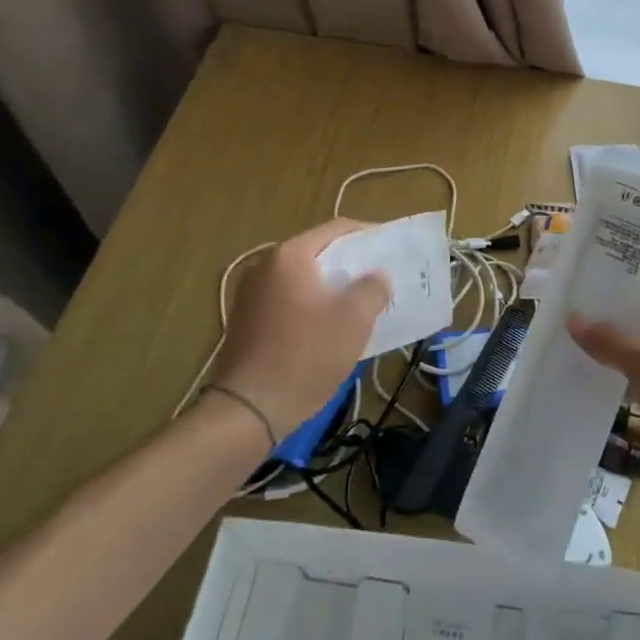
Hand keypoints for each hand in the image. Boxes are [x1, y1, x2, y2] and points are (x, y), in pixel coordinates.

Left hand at [212, 220, 389, 438]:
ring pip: (304, 278)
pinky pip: (289, 299)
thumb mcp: (353, 320)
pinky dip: (313, 304)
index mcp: (290, 255)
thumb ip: (372, 288)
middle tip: (381, 276)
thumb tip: (377, 276)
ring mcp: (251, 293)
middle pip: (319, 252)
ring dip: (332, 286)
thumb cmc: (306, 356)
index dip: (369, 235)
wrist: (248, 410)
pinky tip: (331, 325)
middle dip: (351, 263)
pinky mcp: (247, 319)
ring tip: (361, 301)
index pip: (338, 229)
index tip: (392, 248)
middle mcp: (265, 265)